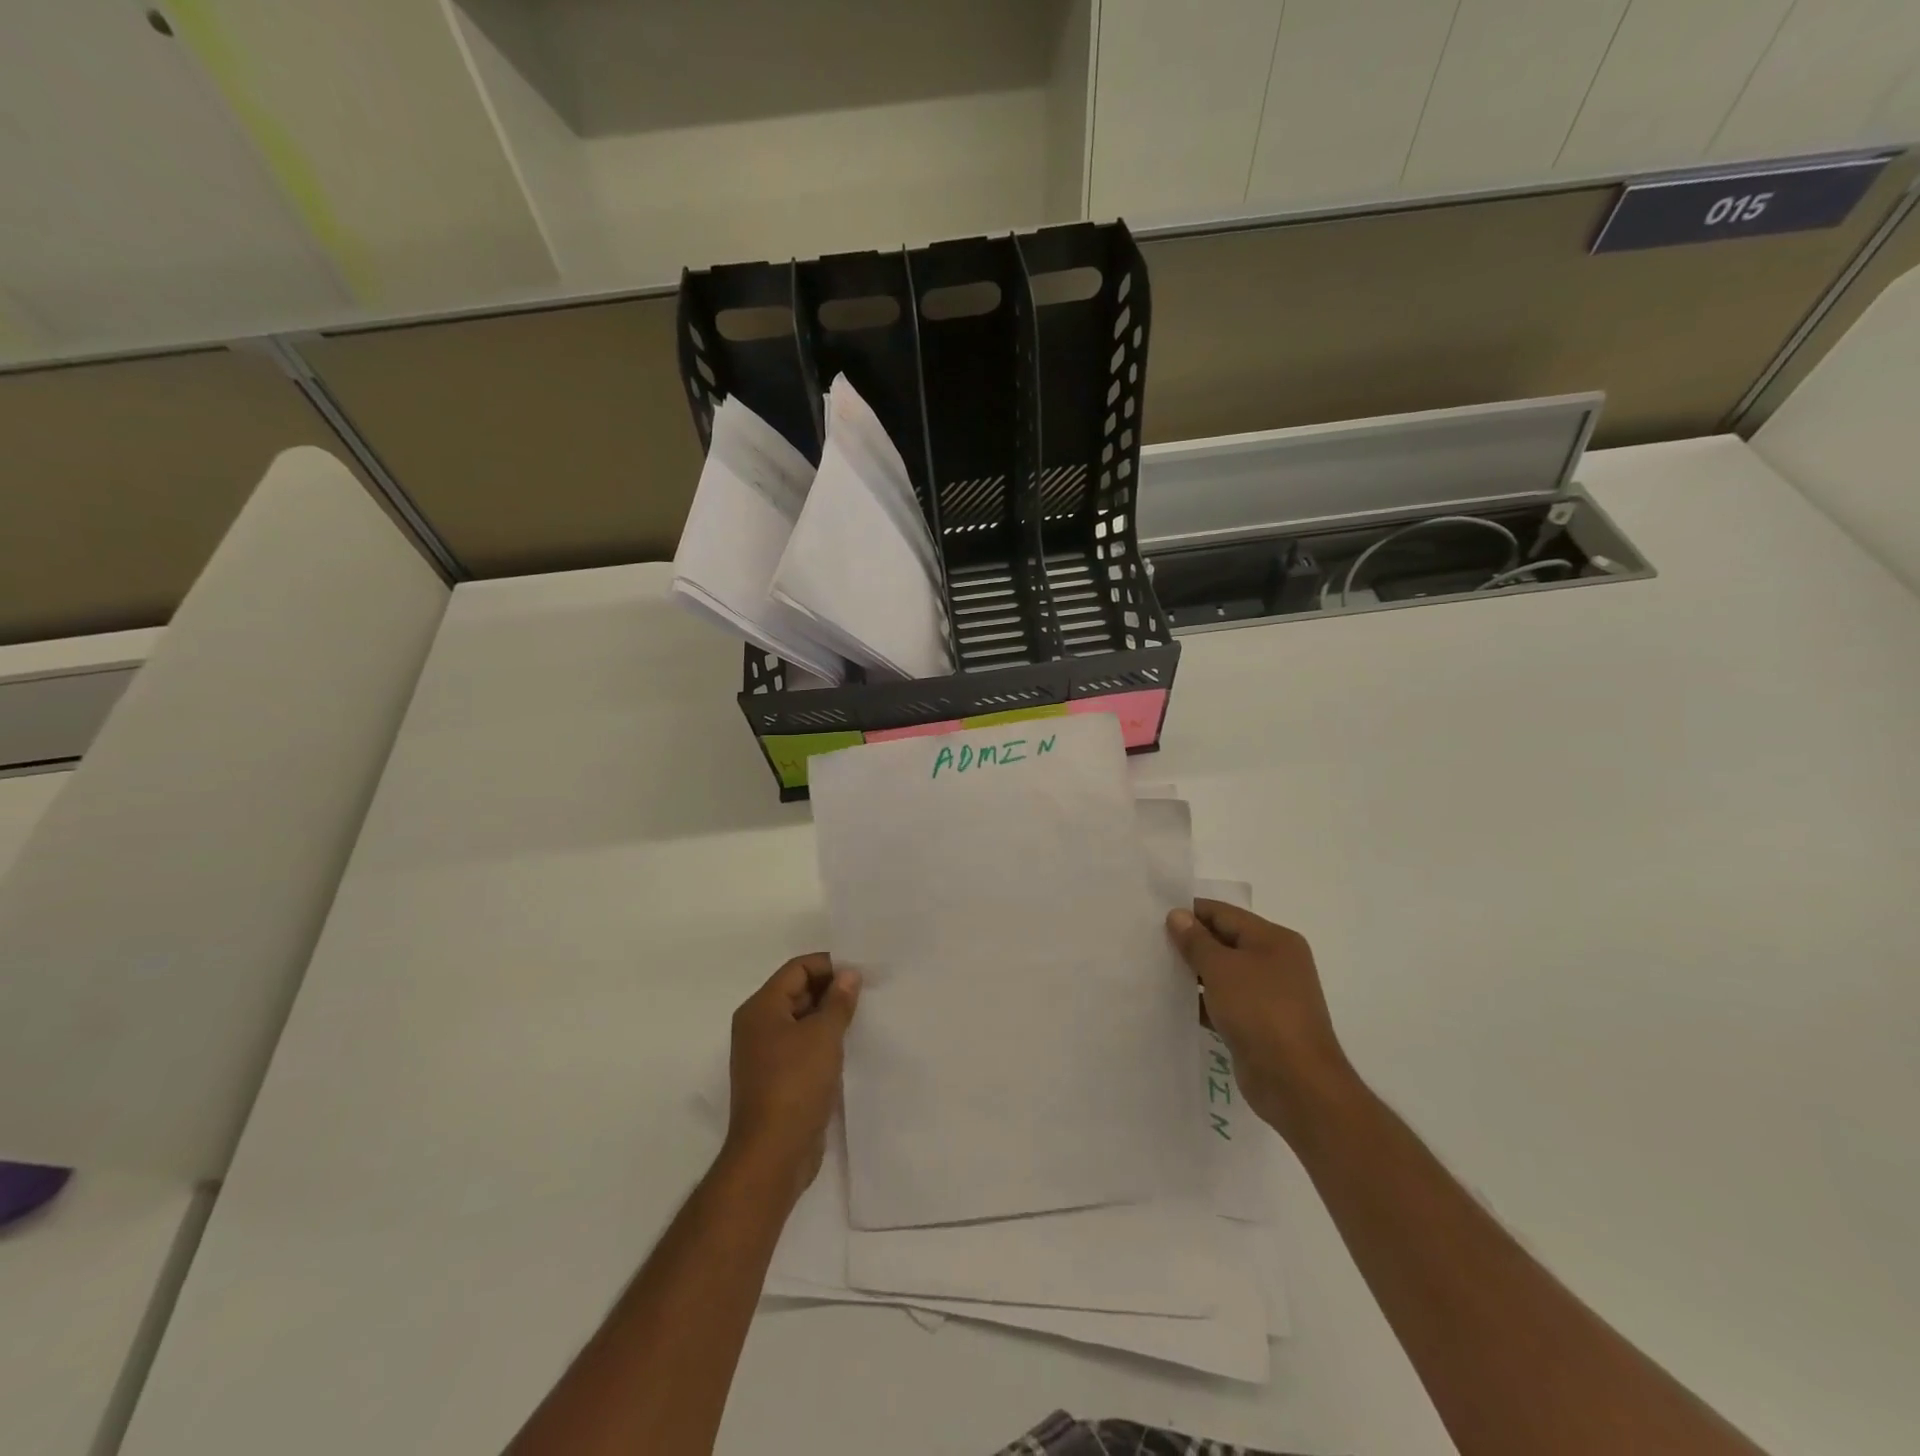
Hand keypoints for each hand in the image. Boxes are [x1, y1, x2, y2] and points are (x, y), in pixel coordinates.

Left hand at [724, 954, 860, 1202]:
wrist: (773, 1154)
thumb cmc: (796, 1084)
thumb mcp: (824, 1036)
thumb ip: (838, 1001)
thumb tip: (849, 974)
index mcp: (761, 1008)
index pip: (797, 969)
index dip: (829, 966)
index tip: (861, 973)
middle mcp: (757, 1026)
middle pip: (797, 992)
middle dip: (831, 990)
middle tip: (867, 994)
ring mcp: (764, 1055)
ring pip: (801, 1021)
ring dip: (829, 1017)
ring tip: (862, 1018)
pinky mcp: (776, 1079)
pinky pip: (801, 1046)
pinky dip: (822, 1042)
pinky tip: (848, 1047)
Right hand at [1166, 901, 1356, 1142]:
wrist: (1296, 1082)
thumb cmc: (1260, 1012)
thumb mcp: (1222, 969)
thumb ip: (1196, 941)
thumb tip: (1178, 915)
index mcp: (1274, 939)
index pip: (1224, 914)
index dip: (1190, 913)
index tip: (1154, 918)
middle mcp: (1275, 962)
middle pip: (1224, 941)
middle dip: (1190, 943)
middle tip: (1150, 943)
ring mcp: (1268, 995)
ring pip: (1223, 974)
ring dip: (1193, 973)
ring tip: (1156, 970)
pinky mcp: (1259, 1024)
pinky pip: (1224, 1002)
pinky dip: (1202, 1000)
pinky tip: (1174, 1002)